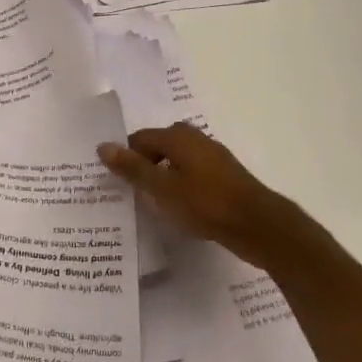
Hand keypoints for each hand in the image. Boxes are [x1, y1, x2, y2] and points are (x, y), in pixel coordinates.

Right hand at [98, 124, 318, 272]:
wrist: (258, 225)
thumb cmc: (206, 203)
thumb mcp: (162, 189)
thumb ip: (132, 168)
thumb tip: (103, 146)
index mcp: (178, 136)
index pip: (139, 139)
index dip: (124, 158)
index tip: (113, 181)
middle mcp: (195, 139)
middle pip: (157, 148)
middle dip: (142, 167)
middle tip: (128, 193)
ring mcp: (212, 157)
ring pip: (175, 163)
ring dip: (161, 179)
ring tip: (150, 204)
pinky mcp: (223, 177)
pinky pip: (191, 175)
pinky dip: (179, 187)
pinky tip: (177, 209)